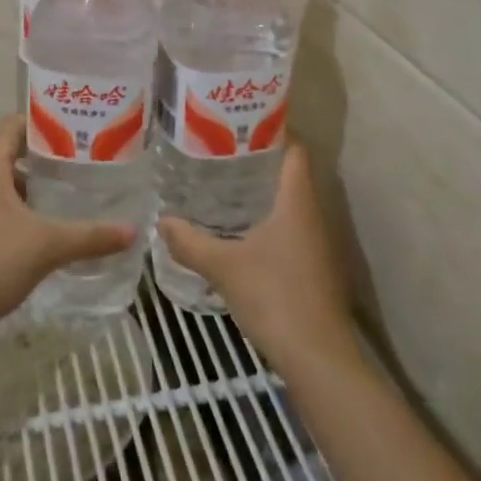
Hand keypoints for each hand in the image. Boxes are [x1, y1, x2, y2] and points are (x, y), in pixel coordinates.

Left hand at [0, 115, 134, 343]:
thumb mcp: (47, 245)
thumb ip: (91, 236)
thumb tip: (133, 230)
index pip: (13, 125)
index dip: (42, 121)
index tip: (77, 127)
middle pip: (14, 155)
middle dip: (49, 157)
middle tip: (87, 160)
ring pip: (11, 187)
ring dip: (39, 188)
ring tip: (77, 191)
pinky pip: (6, 213)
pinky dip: (29, 213)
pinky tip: (56, 228)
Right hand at [158, 143, 359, 368]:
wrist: (319, 358)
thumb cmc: (275, 297)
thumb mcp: (224, 267)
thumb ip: (190, 242)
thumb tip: (161, 220)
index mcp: (297, 200)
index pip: (294, 150)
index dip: (273, 130)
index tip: (240, 122)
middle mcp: (312, 214)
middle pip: (290, 174)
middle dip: (258, 160)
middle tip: (219, 151)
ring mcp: (317, 243)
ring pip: (289, 203)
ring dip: (262, 192)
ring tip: (222, 184)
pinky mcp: (313, 268)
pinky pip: (289, 228)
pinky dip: (267, 220)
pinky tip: (239, 230)